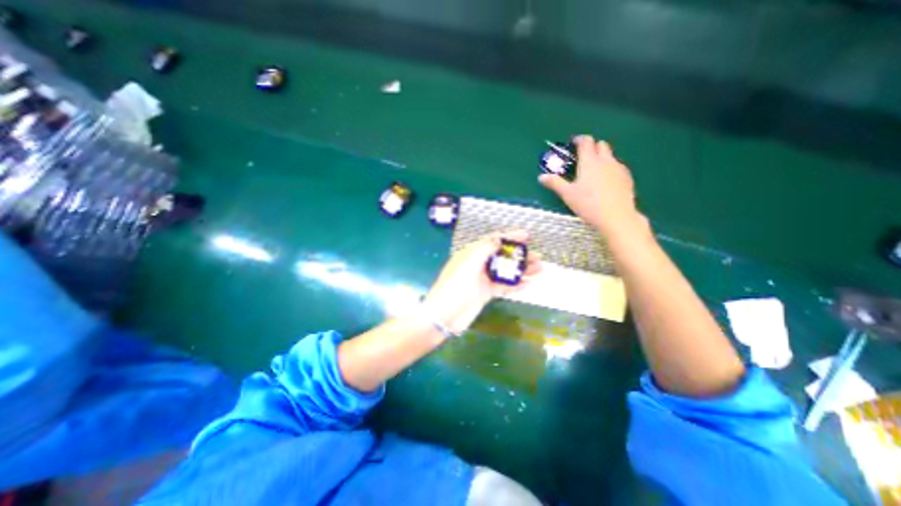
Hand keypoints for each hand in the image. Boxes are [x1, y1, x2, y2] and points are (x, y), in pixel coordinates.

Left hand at [426, 231, 540, 333]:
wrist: (444, 315)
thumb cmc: (455, 286)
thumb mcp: (468, 264)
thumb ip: (484, 249)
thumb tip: (499, 238)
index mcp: (472, 253)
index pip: (493, 241)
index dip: (510, 237)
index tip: (527, 236)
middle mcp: (479, 264)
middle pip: (503, 256)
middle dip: (521, 256)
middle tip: (538, 258)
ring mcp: (483, 279)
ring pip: (506, 272)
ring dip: (522, 271)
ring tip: (540, 270)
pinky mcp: (486, 293)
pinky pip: (504, 286)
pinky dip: (516, 285)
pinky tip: (529, 284)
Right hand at [538, 134, 644, 236]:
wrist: (616, 217)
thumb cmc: (588, 204)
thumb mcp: (567, 194)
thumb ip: (554, 183)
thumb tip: (541, 177)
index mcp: (589, 162)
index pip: (586, 141)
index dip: (579, 139)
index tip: (573, 143)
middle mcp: (606, 160)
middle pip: (601, 145)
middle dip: (592, 146)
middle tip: (583, 157)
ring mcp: (619, 168)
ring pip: (611, 156)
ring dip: (602, 157)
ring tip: (593, 171)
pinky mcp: (627, 178)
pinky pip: (618, 167)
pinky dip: (610, 168)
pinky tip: (606, 182)